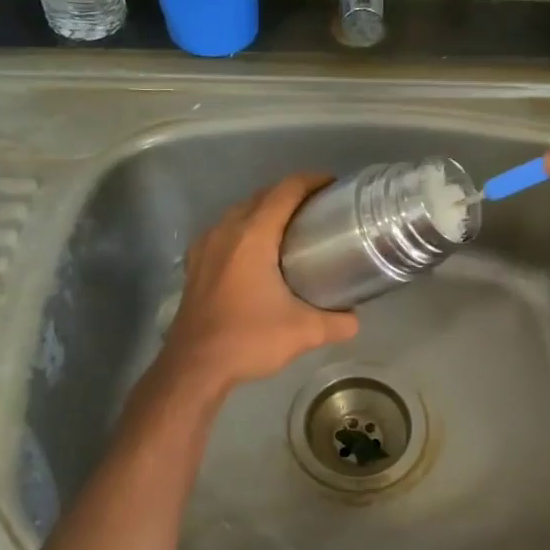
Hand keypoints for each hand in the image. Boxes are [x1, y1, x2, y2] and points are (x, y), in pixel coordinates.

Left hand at [159, 173, 358, 391]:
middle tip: (319, 208)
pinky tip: (258, 252)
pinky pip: (224, 231)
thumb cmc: (248, 340)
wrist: (194, 367)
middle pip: (261, 196)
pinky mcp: (195, 264)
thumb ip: (337, 322)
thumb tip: (354, 319)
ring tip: (292, 227)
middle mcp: (225, 231)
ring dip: (265, 210)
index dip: (311, 181)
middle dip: (291, 194)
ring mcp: (205, 246)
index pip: (285, 191)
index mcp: (252, 236)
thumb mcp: (304, 332)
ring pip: (239, 212)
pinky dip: (245, 229)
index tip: (333, 185)